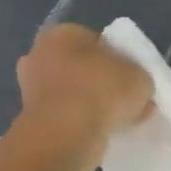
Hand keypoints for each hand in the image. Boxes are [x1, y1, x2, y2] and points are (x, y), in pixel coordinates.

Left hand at [15, 25, 152, 170]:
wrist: (65, 136)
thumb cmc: (100, 91)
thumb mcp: (140, 77)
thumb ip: (139, 77)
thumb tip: (136, 88)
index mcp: (62, 34)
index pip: (96, 40)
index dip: (118, 57)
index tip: (133, 77)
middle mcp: (39, 55)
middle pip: (81, 66)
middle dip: (102, 81)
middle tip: (126, 99)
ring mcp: (31, 89)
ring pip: (73, 93)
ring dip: (93, 104)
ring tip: (120, 120)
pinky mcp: (33, 119)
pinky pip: (66, 116)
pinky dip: (83, 123)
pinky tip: (104, 133)